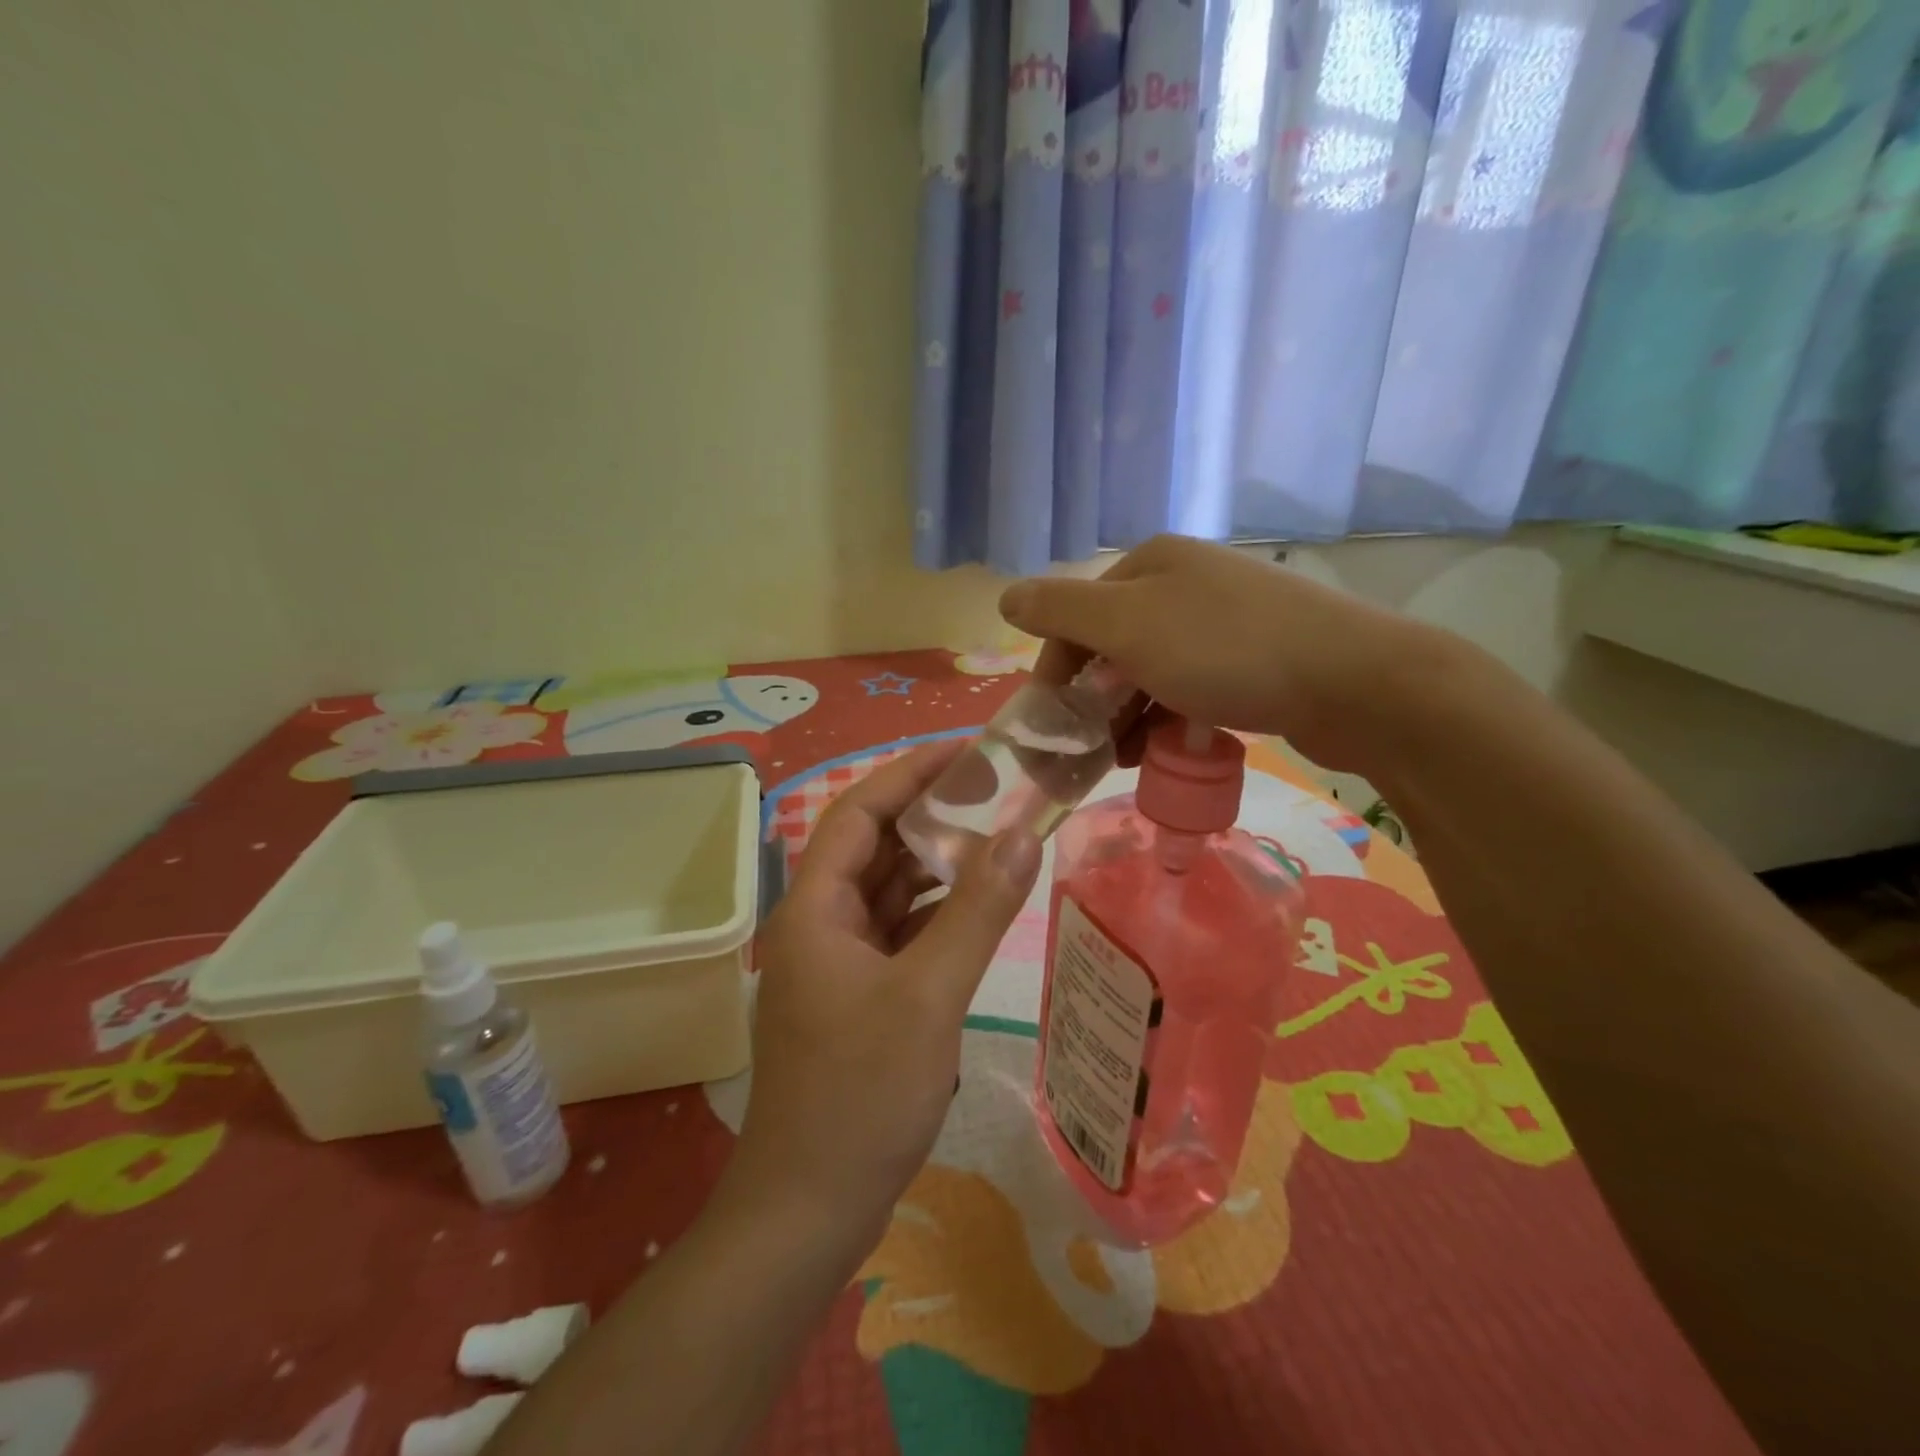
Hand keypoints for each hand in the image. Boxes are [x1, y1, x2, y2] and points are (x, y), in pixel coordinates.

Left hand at [718, 741, 1042, 1270]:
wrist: (808, 1210)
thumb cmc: (860, 1095)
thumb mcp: (928, 995)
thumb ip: (976, 910)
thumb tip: (1022, 833)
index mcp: (817, 907)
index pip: (860, 812)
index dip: (910, 773)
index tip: (967, 751)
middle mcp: (819, 923)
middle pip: (874, 847)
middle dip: (930, 814)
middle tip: (994, 791)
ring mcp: (837, 963)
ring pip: (888, 892)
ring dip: (935, 864)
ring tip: (994, 835)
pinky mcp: (856, 997)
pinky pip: (897, 933)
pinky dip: (934, 913)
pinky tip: (975, 907)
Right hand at [999, 534, 1446, 772]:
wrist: (1354, 681)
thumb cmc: (1226, 651)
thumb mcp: (1128, 625)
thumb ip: (1060, 611)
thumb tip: (1004, 596)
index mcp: (1150, 564)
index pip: (1076, 615)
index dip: (1057, 669)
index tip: (1053, 725)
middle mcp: (1184, 583)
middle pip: (1112, 645)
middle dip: (1095, 700)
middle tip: (1091, 750)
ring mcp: (1223, 620)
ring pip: (1150, 672)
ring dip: (1130, 716)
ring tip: (1129, 758)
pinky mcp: (1255, 658)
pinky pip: (1190, 689)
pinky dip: (1171, 719)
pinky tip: (1171, 749)